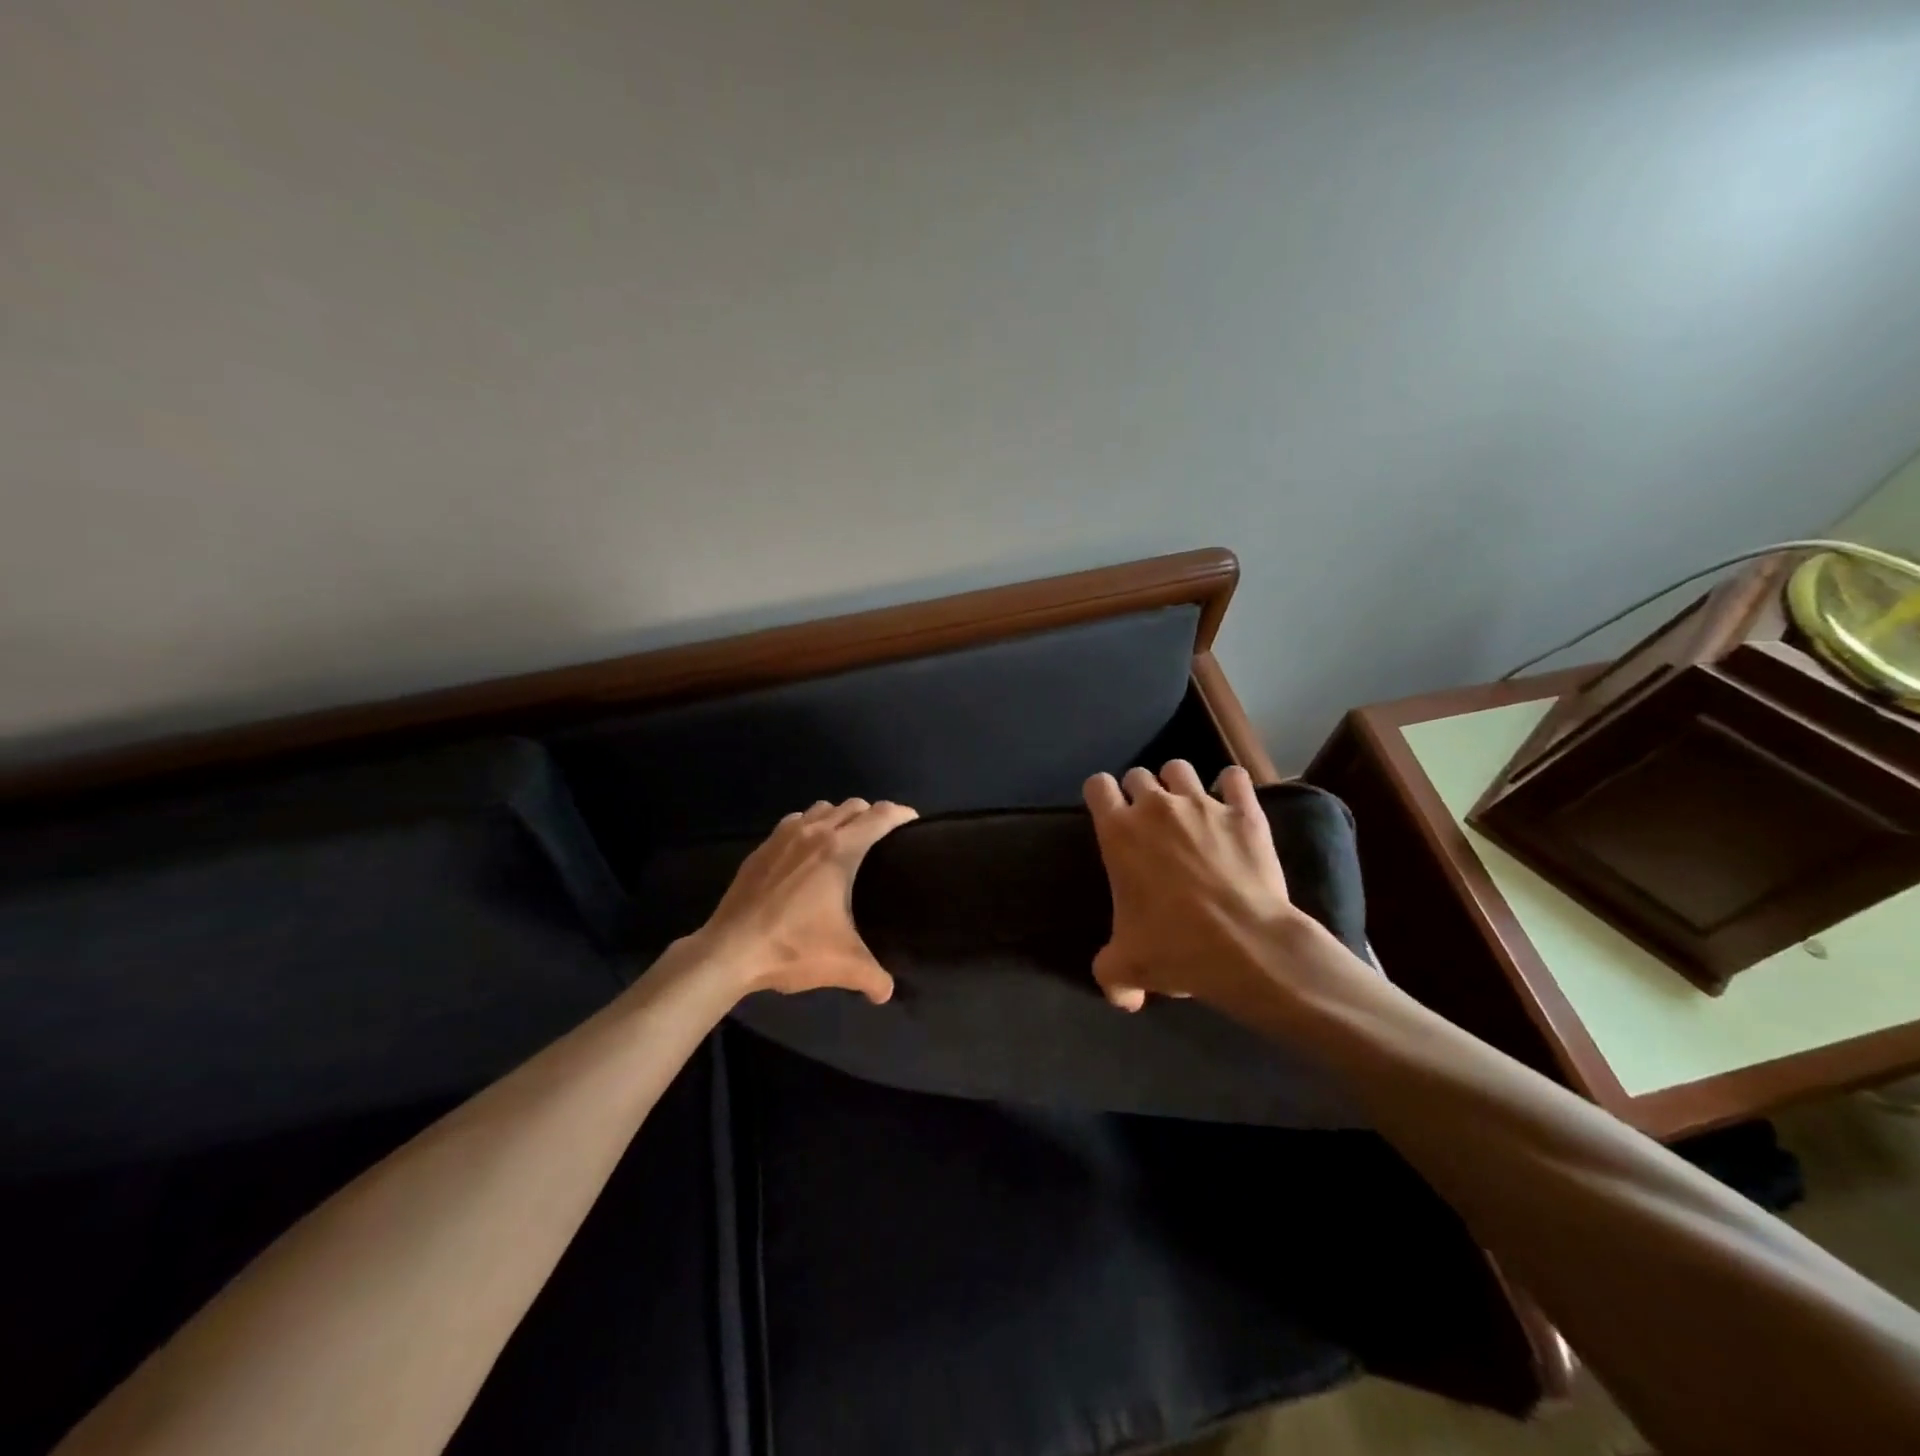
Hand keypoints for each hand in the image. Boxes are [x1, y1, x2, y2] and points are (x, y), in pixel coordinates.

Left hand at [686, 797, 917, 1003]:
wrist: (729, 951)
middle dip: (873, 815)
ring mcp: (784, 837)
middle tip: (883, 839)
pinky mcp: (762, 848)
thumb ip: (873, 977)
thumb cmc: (791, 948)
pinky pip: (794, 821)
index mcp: (840, 851)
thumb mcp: (842, 965)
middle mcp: (814, 833)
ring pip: (821, 808)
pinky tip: (806, 850)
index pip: (879, 816)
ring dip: (839, 816)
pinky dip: (809, 826)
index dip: (902, 814)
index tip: (914, 824)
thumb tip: (887, 991)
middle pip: (852, 806)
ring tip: (845, 840)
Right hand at [1083, 761, 1312, 1012]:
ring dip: (1178, 784)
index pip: (1096, 785)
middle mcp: (1155, 807)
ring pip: (1180, 769)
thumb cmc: (1175, 947)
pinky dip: (1231, 786)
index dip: (1101, 796)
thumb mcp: (1127, 968)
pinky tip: (1232, 803)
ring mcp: (1202, 805)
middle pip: (1138, 775)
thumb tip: (1122, 999)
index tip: (1110, 813)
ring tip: (1188, 809)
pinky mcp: (1244, 812)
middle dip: (1140, 792)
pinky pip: (1235, 779)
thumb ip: (1111, 976)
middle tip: (1150, 823)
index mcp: (1118, 832)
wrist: (1246, 946)